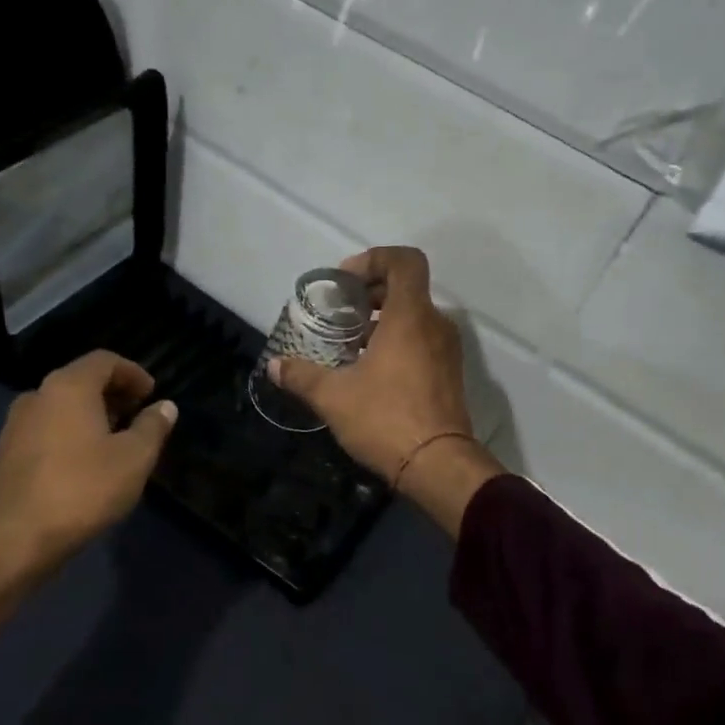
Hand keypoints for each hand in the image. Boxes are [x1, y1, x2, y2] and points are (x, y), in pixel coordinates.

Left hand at [0, 351, 178, 648]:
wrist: (16, 538)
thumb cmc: (83, 489)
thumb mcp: (134, 458)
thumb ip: (152, 427)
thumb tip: (165, 407)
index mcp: (68, 386)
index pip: (104, 360)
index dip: (133, 372)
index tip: (152, 394)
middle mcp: (37, 395)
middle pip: (81, 380)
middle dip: (113, 393)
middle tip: (138, 415)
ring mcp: (17, 424)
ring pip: (62, 406)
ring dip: (92, 414)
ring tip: (116, 440)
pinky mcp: (7, 452)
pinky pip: (47, 428)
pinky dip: (71, 432)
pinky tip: (86, 462)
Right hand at [271, 246, 501, 535]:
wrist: (438, 465)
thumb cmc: (385, 419)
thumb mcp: (333, 397)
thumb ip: (301, 376)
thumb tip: (274, 366)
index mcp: (409, 317)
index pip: (404, 261)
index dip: (375, 259)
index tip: (345, 282)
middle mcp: (434, 325)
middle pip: (407, 289)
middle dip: (371, 294)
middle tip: (340, 315)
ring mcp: (446, 351)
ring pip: (415, 318)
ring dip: (383, 322)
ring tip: (350, 347)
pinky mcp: (449, 375)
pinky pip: (423, 342)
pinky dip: (398, 343)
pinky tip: (371, 372)